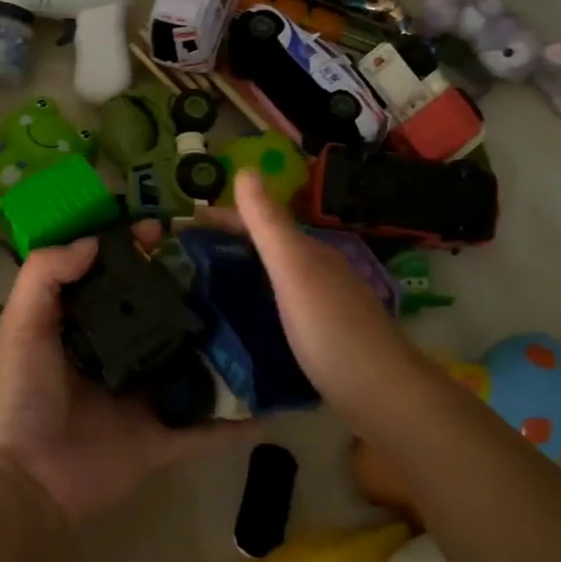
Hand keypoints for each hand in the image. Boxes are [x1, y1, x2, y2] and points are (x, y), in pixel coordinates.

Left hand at [0, 235, 246, 521]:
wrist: (22, 482)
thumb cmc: (18, 396)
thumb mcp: (21, 326)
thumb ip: (46, 276)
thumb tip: (94, 240)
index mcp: (87, 327)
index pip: (119, 279)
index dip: (140, 252)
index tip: (169, 230)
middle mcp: (122, 356)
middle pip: (164, 316)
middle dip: (193, 292)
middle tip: (231, 266)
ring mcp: (148, 399)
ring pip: (194, 366)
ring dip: (224, 348)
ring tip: (264, 318)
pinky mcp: (165, 439)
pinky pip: (209, 428)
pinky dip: (239, 419)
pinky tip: (274, 397)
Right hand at [197, 171, 431, 429]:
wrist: (380, 393)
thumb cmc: (331, 328)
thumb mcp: (294, 270)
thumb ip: (270, 224)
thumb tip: (246, 169)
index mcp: (308, 252)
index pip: (258, 222)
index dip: (221, 218)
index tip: (180, 225)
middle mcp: (317, 272)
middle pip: (265, 249)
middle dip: (226, 246)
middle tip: (180, 260)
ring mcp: (322, 305)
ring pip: (273, 279)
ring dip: (239, 275)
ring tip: (199, 289)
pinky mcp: (321, 337)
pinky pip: (278, 308)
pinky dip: (254, 305)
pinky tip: (237, 325)